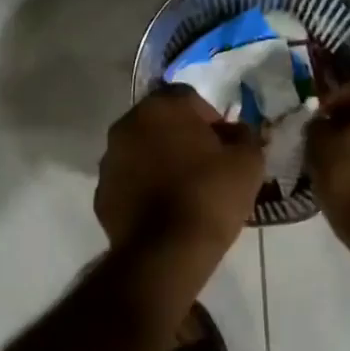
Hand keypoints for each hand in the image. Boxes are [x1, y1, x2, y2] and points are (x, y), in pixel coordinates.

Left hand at [95, 87, 263, 257]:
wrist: (166, 252)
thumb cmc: (210, 196)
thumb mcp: (248, 161)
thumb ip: (245, 136)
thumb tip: (238, 132)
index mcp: (161, 108)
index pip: (188, 98)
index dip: (209, 119)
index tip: (224, 145)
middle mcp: (126, 125)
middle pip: (160, 123)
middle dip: (181, 137)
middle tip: (205, 165)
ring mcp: (109, 161)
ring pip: (140, 151)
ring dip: (159, 161)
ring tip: (184, 190)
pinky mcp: (101, 194)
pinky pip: (128, 182)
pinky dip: (143, 189)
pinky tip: (163, 211)